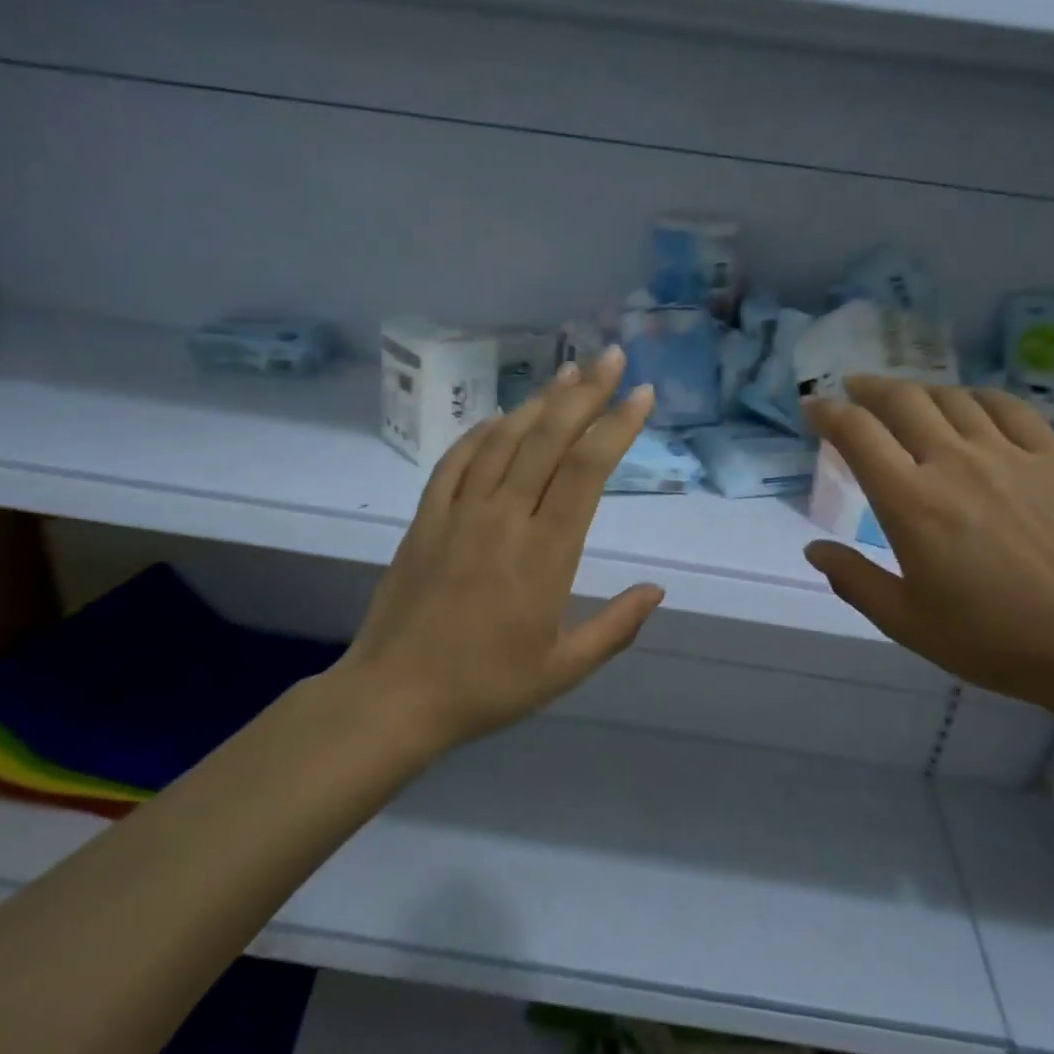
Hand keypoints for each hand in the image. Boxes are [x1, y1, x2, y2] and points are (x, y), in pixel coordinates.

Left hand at [338, 348, 665, 751]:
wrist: (395, 696)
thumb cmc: (487, 686)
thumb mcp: (564, 668)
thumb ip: (616, 627)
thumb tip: (658, 589)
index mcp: (546, 553)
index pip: (587, 470)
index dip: (616, 426)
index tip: (641, 395)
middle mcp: (505, 519)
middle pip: (549, 440)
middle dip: (585, 393)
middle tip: (611, 357)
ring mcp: (460, 513)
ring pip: (504, 440)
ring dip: (538, 402)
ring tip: (567, 373)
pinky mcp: (426, 519)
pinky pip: (456, 461)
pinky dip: (481, 432)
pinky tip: (500, 418)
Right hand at [802, 377, 1053, 712]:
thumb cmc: (992, 638)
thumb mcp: (906, 622)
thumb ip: (854, 580)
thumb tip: (814, 549)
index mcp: (911, 502)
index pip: (857, 434)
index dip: (828, 412)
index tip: (813, 407)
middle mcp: (954, 463)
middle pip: (902, 401)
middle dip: (868, 388)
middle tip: (853, 389)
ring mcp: (1008, 454)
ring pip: (952, 398)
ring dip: (918, 391)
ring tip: (905, 399)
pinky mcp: (1052, 457)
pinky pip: (1008, 407)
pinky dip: (977, 397)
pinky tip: (969, 404)